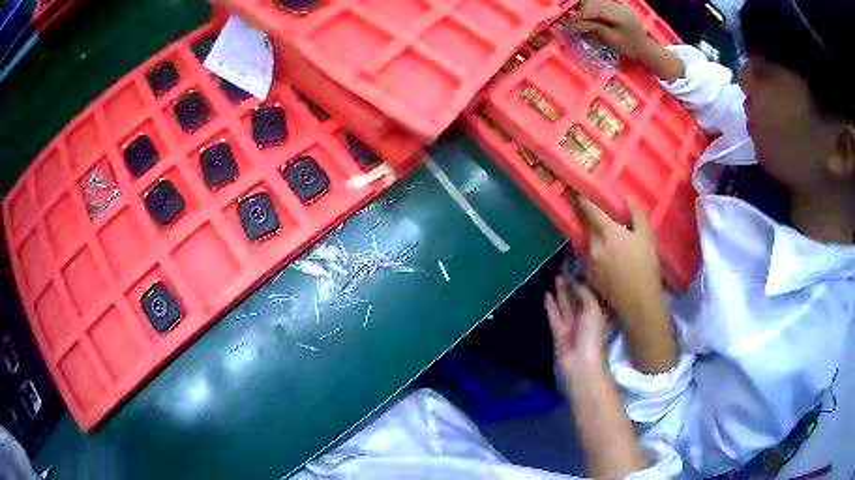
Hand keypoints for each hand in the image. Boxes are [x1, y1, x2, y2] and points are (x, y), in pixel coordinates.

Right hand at [545, 276, 606, 376]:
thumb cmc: (591, 335)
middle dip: (571, 284)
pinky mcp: (558, 332)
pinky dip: (550, 305)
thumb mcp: (592, 309)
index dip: (583, 280)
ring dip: (560, 292)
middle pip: (577, 297)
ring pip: (565, 305)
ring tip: (554, 276)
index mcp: (597, 312)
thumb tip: (574, 280)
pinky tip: (546, 294)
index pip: (589, 292)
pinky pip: (554, 315)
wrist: (579, 365)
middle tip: (563, 267)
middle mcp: (584, 317)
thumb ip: (583, 293)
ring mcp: (571, 325)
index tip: (576, 266)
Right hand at [568, 0, 648, 59]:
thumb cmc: (630, 47)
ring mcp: (616, 3)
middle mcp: (616, 4)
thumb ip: (593, 28)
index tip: (568, 24)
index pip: (592, 9)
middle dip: (578, 9)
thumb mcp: (611, 39)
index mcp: (617, 13)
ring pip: (594, 1)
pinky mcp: (615, 5)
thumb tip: (573, 24)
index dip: (578, 15)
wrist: (645, 47)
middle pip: (591, 2)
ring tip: (575, 17)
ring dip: (582, 7)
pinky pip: (599, 3)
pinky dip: (589, 8)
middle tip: (569, 20)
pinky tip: (585, 15)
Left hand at [576, 197, 676, 372]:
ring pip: (589, 245)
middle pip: (588, 229)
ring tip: (606, 242)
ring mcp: (589, 263)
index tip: (575, 192)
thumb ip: (637, 214)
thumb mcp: (646, 236)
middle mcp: (594, 246)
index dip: (582, 201)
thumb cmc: (646, 266)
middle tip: (593, 216)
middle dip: (589, 221)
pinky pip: (590, 260)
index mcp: (608, 233)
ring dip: (594, 240)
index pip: (590, 212)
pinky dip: (595, 256)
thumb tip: (627, 198)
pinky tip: (607, 260)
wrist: (639, 301)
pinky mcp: (590, 277)